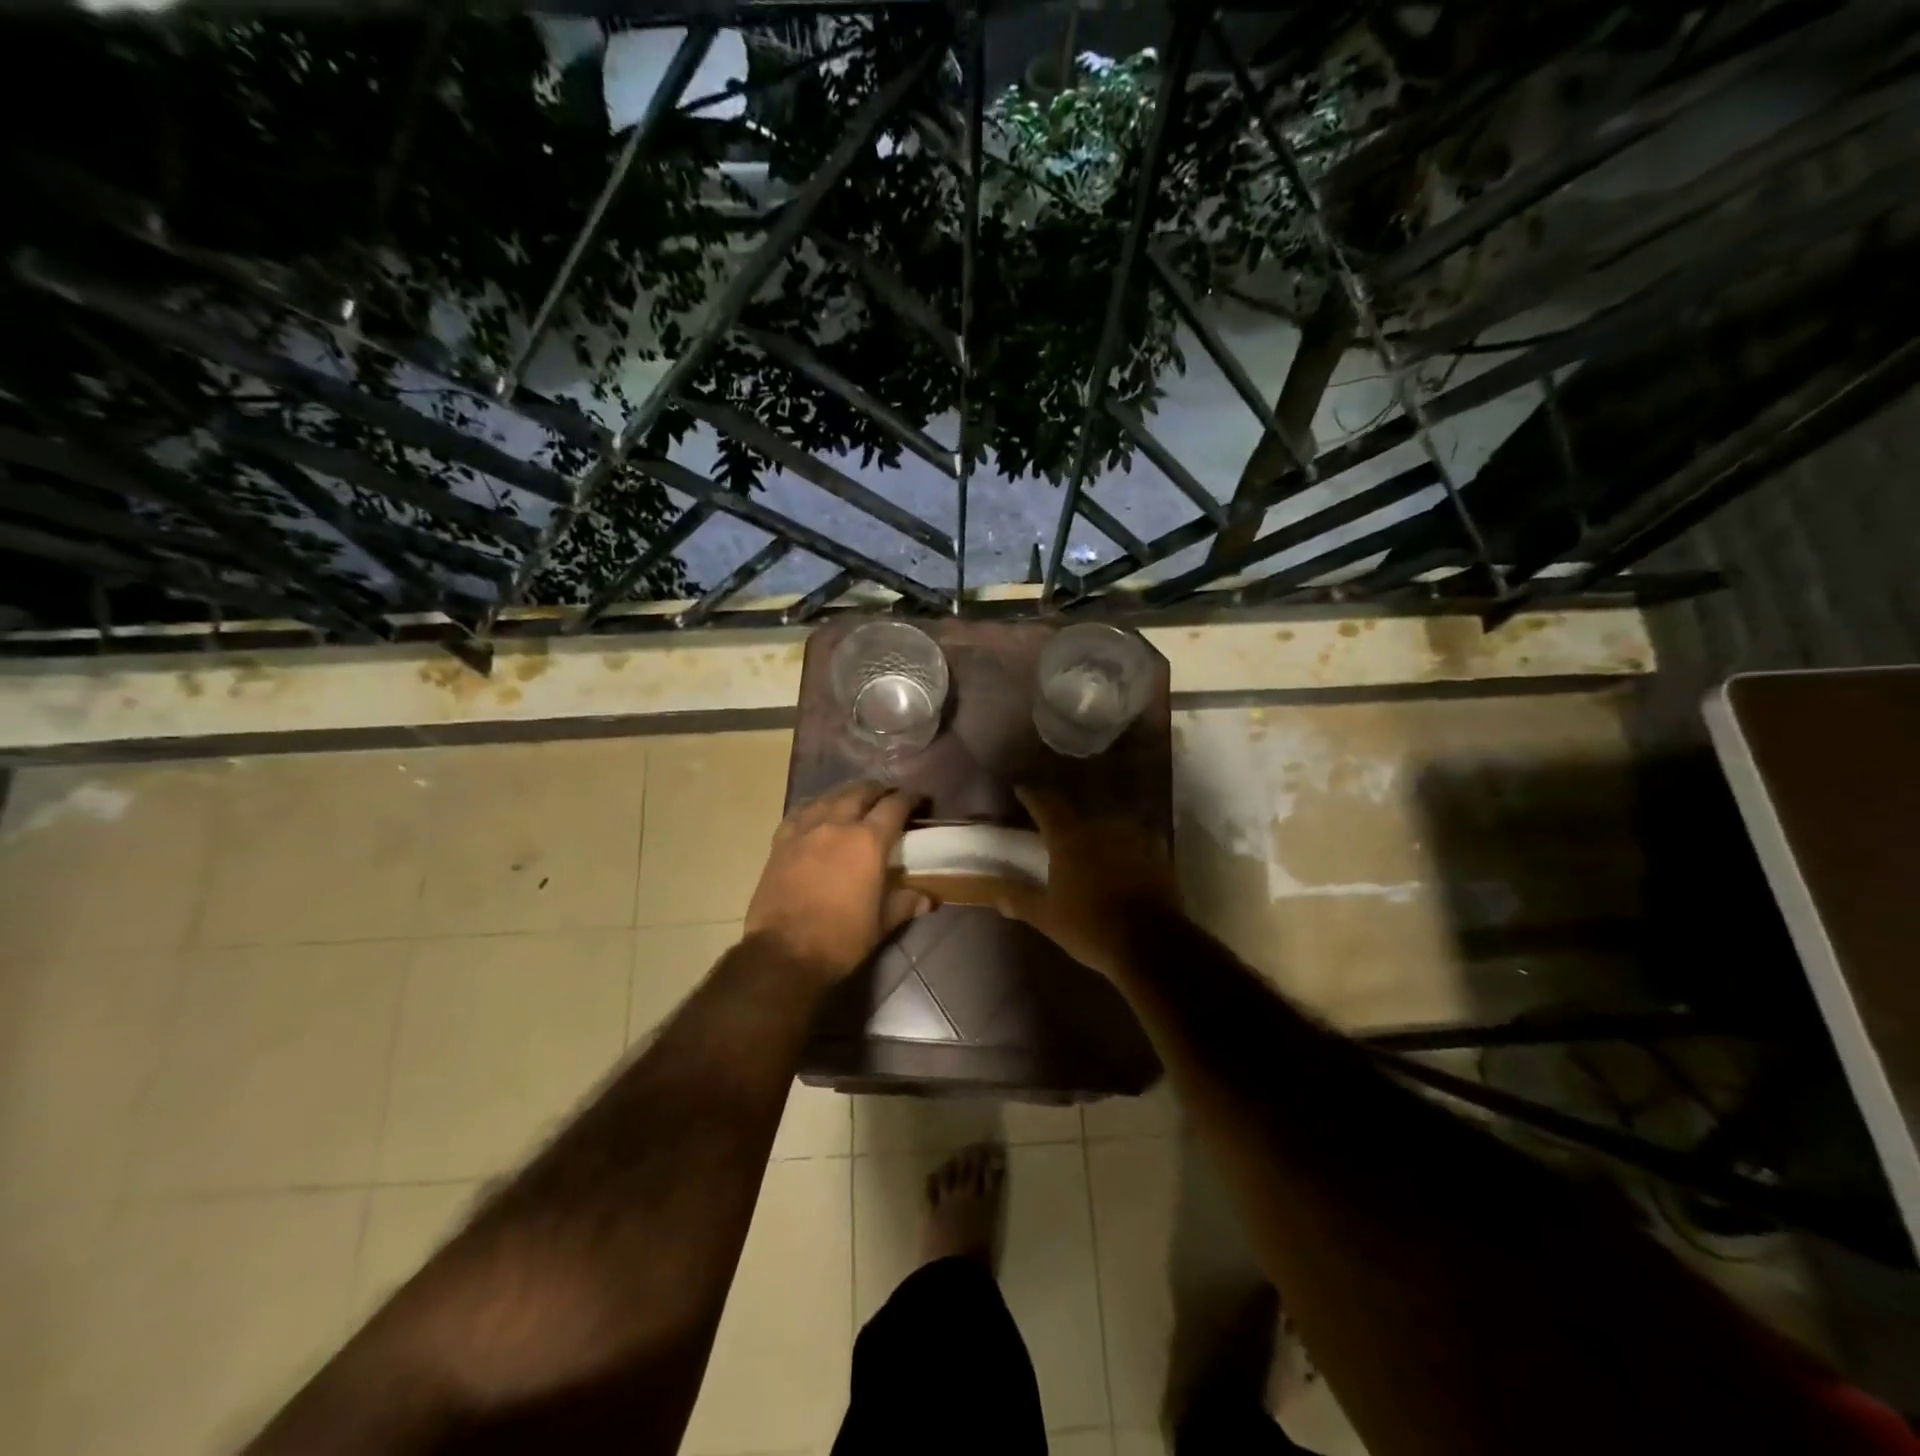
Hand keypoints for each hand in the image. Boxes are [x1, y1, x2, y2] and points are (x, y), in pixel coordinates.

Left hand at [745, 781, 933, 982]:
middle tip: (886, 795)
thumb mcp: (881, 924)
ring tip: (854, 797)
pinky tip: (817, 812)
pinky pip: (799, 812)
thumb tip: (928, 899)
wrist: (783, 953)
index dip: (908, 798)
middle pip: (860, 793)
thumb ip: (904, 904)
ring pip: (829, 797)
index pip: (894, 807)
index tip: (916, 798)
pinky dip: (814, 807)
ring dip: (846, 793)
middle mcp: (837, 825)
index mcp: (868, 842)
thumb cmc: (840, 939)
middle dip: (877, 790)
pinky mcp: (781, 842)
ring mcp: (805, 830)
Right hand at [993, 786, 1180, 979]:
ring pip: (1109, 825)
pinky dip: (1125, 848)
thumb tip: (995, 892)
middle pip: (1078, 813)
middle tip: (1057, 831)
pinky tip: (1124, 861)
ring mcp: (1133, 836)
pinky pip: (1135, 841)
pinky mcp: (1158, 852)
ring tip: (1092, 847)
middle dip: (1066, 820)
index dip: (1031, 794)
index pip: (1045, 803)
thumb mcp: (1048, 918)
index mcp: (1068, 837)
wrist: (1153, 944)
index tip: (1021, 789)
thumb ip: (1020, 899)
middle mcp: (1100, 826)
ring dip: (1098, 833)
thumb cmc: (1091, 927)